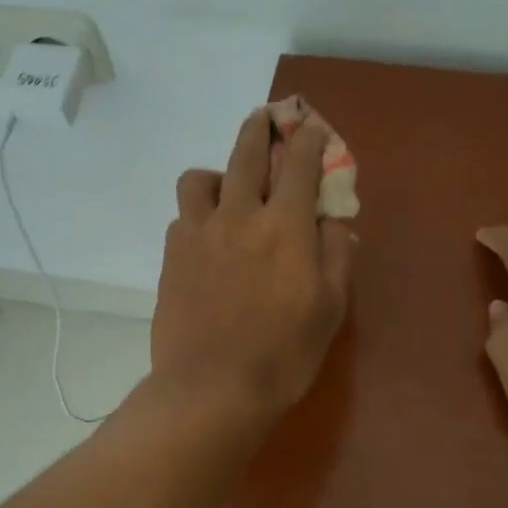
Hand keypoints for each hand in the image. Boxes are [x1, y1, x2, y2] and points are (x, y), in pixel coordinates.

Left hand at [153, 108, 355, 424]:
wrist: (211, 389)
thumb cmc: (283, 354)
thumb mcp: (330, 308)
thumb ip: (335, 255)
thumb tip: (333, 222)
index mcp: (285, 226)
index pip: (300, 164)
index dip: (310, 140)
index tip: (313, 131)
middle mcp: (239, 215)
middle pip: (246, 154)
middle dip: (260, 129)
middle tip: (266, 118)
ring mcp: (199, 233)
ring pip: (201, 178)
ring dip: (220, 171)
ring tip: (229, 188)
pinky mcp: (172, 255)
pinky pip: (183, 215)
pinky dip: (199, 212)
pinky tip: (208, 234)